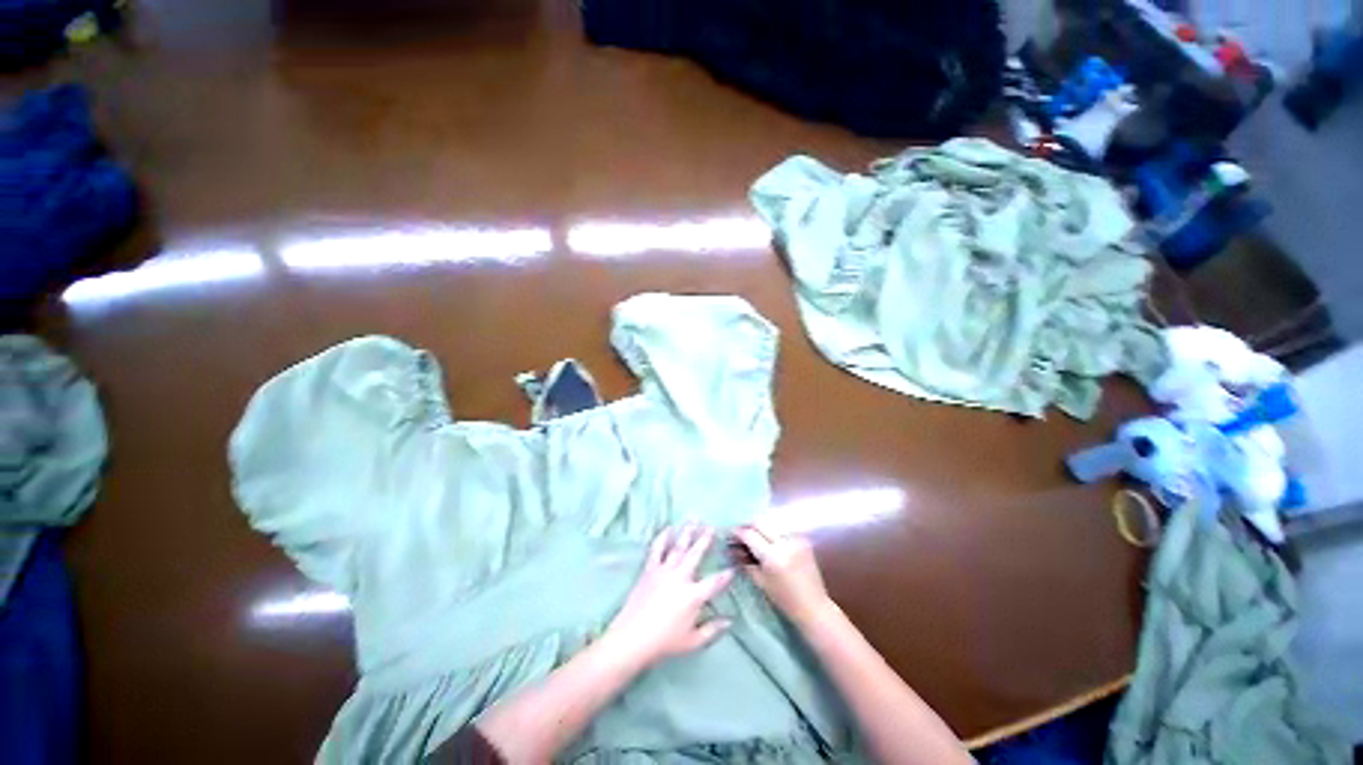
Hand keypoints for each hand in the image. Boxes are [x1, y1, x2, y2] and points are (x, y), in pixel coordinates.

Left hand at [602, 525, 734, 668]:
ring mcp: (664, 571)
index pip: (715, 583)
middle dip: (705, 540)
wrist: (631, 639)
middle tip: (712, 527)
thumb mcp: (693, 642)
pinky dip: (663, 537)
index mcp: (693, 596)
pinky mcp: (650, 570)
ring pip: (678, 547)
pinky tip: (668, 528)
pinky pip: (657, 549)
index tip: (733, 568)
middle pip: (696, 555)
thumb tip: (729, 621)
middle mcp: (680, 578)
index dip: (726, 576)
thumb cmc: (664, 643)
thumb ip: (712, 630)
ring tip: (694, 519)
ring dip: (687, 532)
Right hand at [735, 525, 832, 624]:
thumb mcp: (760, 582)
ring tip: (753, 537)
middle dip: (748, 526)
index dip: (738, 532)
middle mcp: (785, 543)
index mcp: (773, 556)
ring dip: (760, 528)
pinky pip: (783, 530)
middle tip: (739, 533)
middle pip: (760, 523)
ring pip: (771, 524)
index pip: (750, 535)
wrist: (814, 606)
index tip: (730, 533)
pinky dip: (773, 533)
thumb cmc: (784, 600)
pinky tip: (768, 541)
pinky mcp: (803, 539)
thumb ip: (745, 562)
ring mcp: (796, 539)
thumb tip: (731, 549)